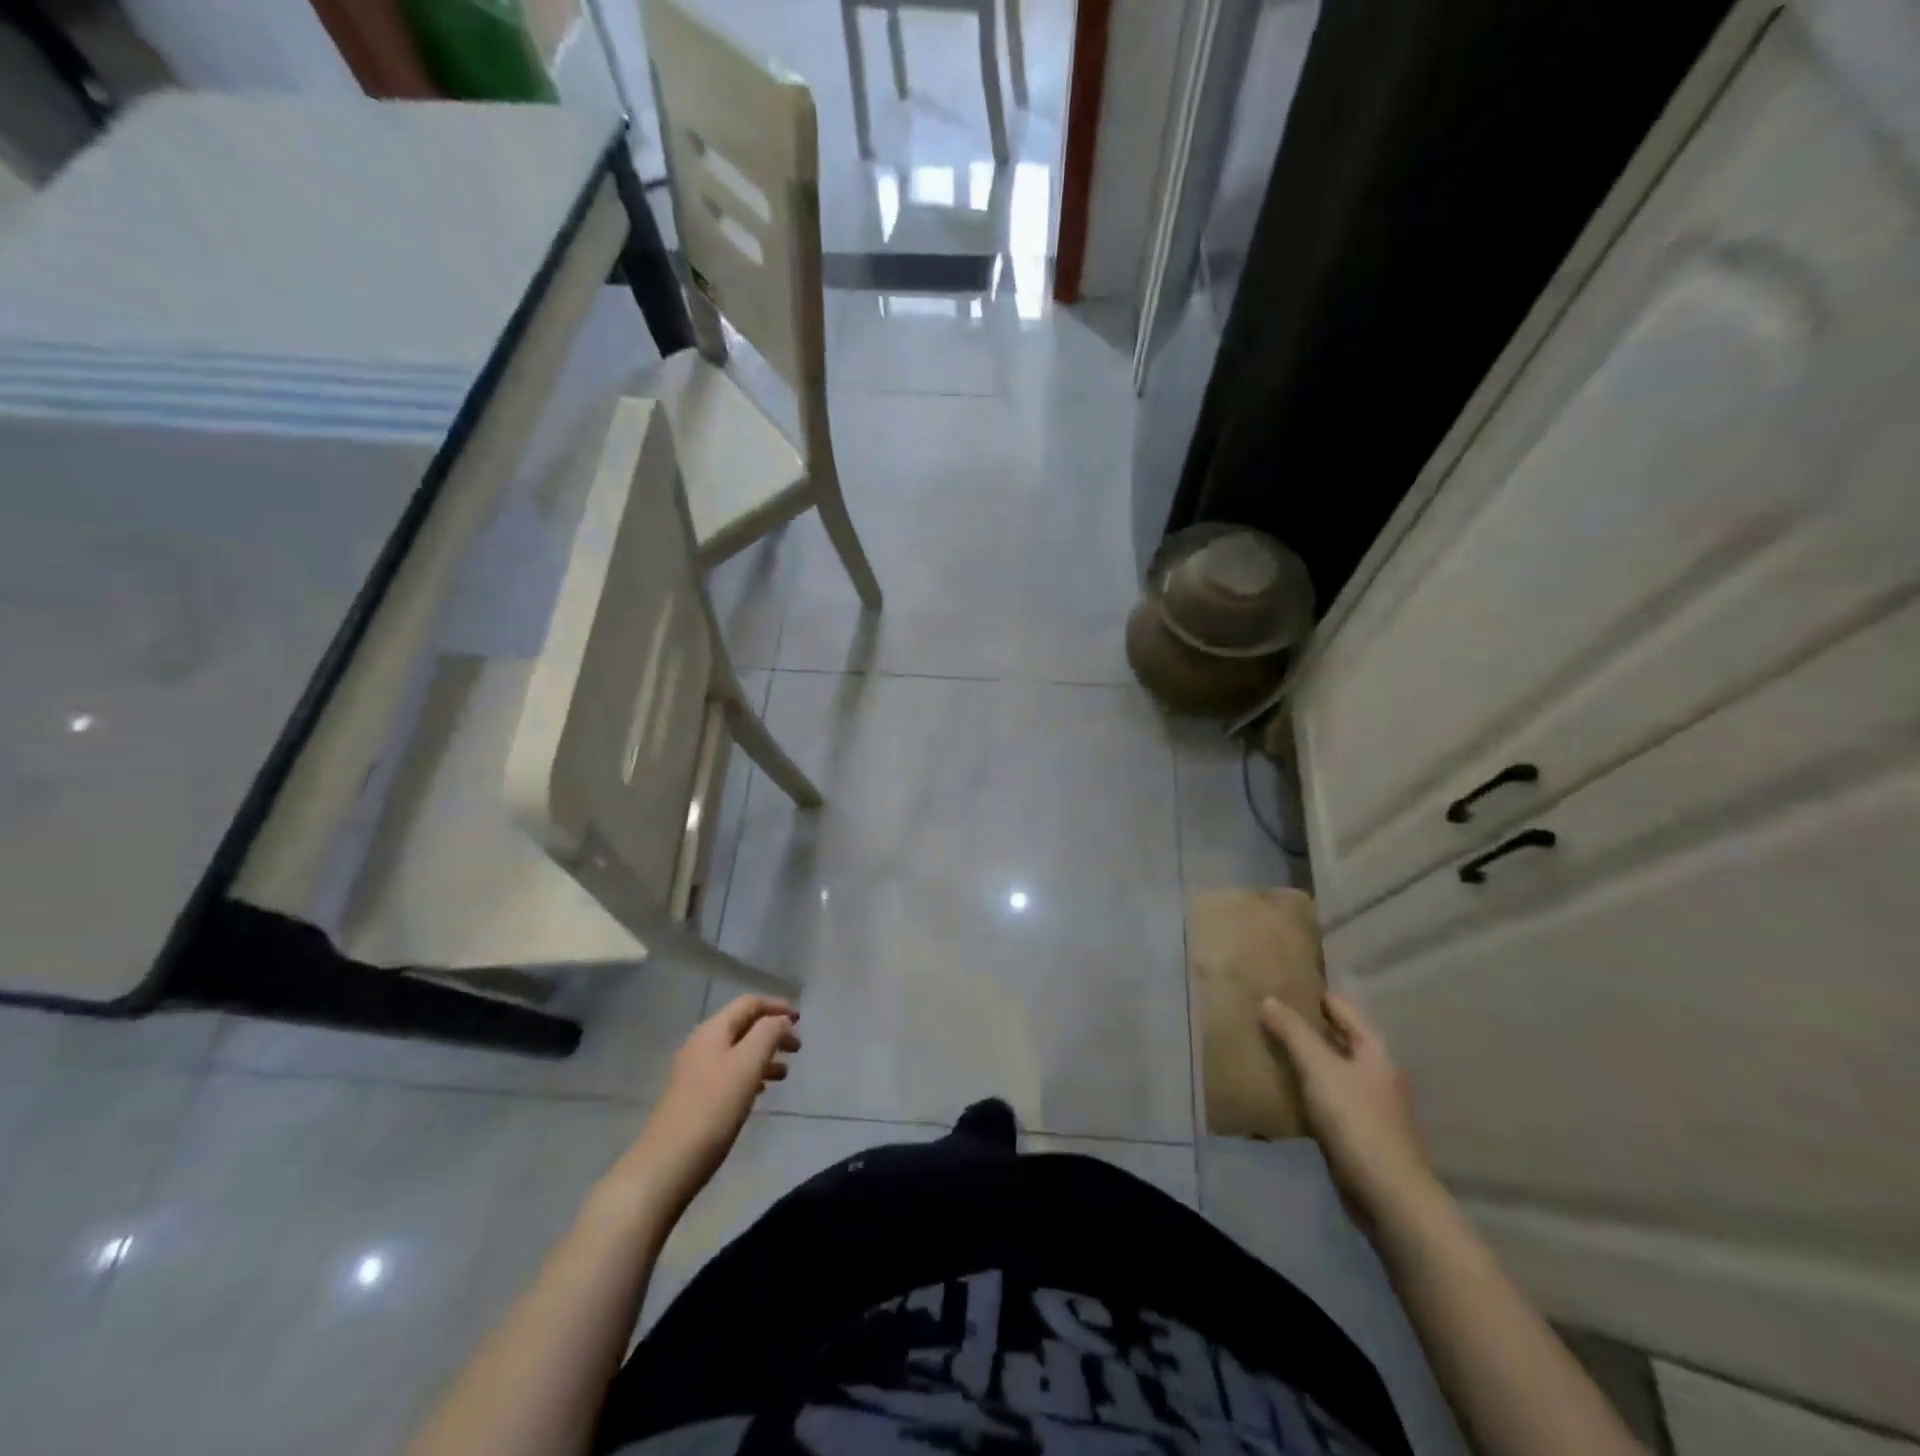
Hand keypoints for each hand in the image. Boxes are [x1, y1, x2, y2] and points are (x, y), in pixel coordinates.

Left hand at [609, 995, 799, 1213]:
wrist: (666, 1165)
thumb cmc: (712, 1109)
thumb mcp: (747, 1065)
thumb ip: (768, 1034)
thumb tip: (782, 1021)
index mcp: (712, 1031)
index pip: (749, 1004)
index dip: (776, 1006)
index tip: (801, 1019)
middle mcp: (701, 1045)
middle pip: (743, 1026)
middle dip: (772, 1032)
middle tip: (797, 1048)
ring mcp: (695, 1073)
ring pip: (737, 1052)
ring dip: (763, 1055)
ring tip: (785, 1073)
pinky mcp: (694, 1098)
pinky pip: (729, 1074)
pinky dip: (750, 1075)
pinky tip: (760, 1092)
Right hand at [1259, 991, 1432, 1213]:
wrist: (1389, 1195)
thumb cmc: (1356, 1120)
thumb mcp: (1319, 1068)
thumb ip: (1293, 1032)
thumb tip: (1268, 1000)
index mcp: (1375, 1051)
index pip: (1344, 1009)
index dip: (1316, 996)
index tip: (1283, 986)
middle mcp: (1379, 1073)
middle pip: (1341, 1038)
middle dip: (1309, 1026)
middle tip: (1270, 1015)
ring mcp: (1373, 1105)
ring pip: (1335, 1069)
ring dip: (1309, 1058)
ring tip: (1272, 1048)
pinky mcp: (1363, 1133)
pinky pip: (1332, 1097)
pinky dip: (1311, 1088)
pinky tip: (1287, 1091)